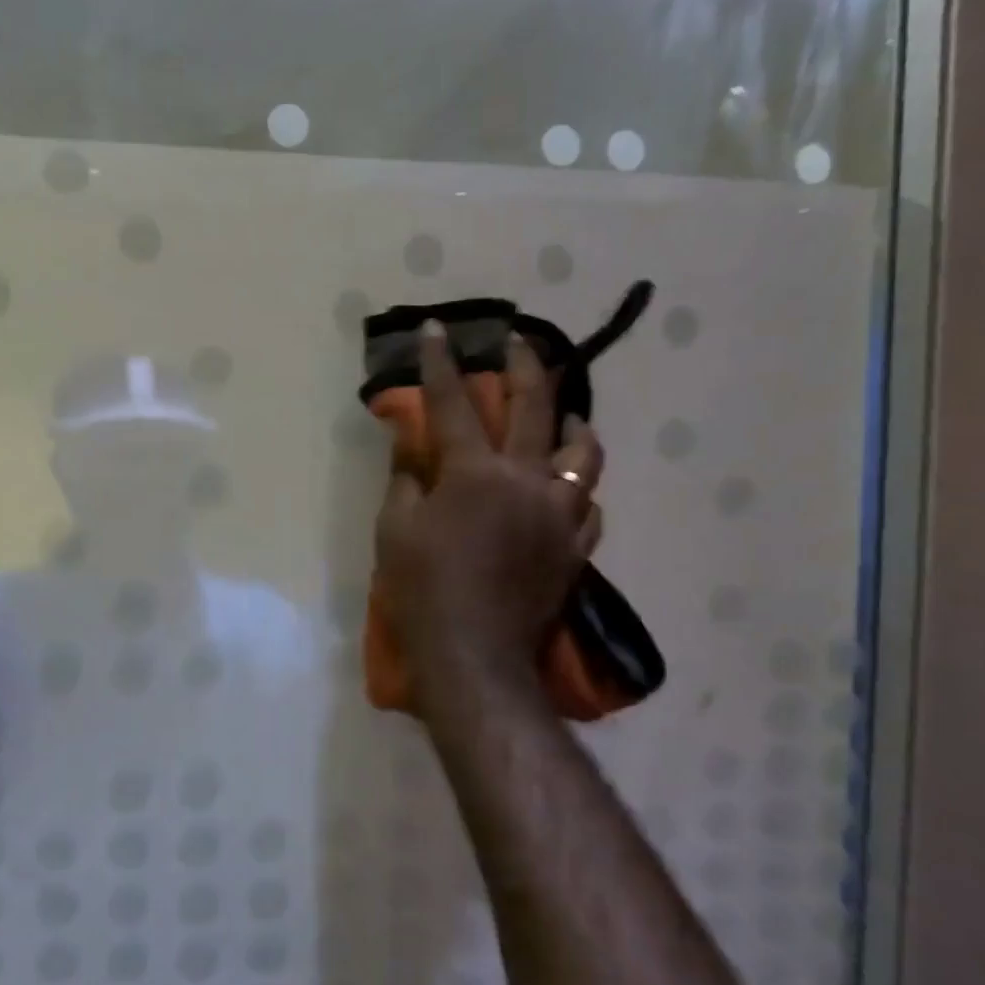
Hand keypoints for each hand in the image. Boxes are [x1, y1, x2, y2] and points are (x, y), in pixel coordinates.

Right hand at [376, 322, 603, 709]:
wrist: (474, 657)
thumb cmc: (423, 591)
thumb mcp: (394, 531)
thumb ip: (406, 482)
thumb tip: (413, 453)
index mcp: (475, 474)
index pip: (452, 404)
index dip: (440, 363)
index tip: (436, 328)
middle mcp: (528, 481)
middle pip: (536, 407)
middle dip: (525, 366)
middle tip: (518, 342)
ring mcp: (562, 514)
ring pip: (586, 453)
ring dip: (573, 425)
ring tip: (563, 418)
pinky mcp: (577, 548)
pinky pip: (590, 504)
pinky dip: (576, 488)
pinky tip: (563, 490)